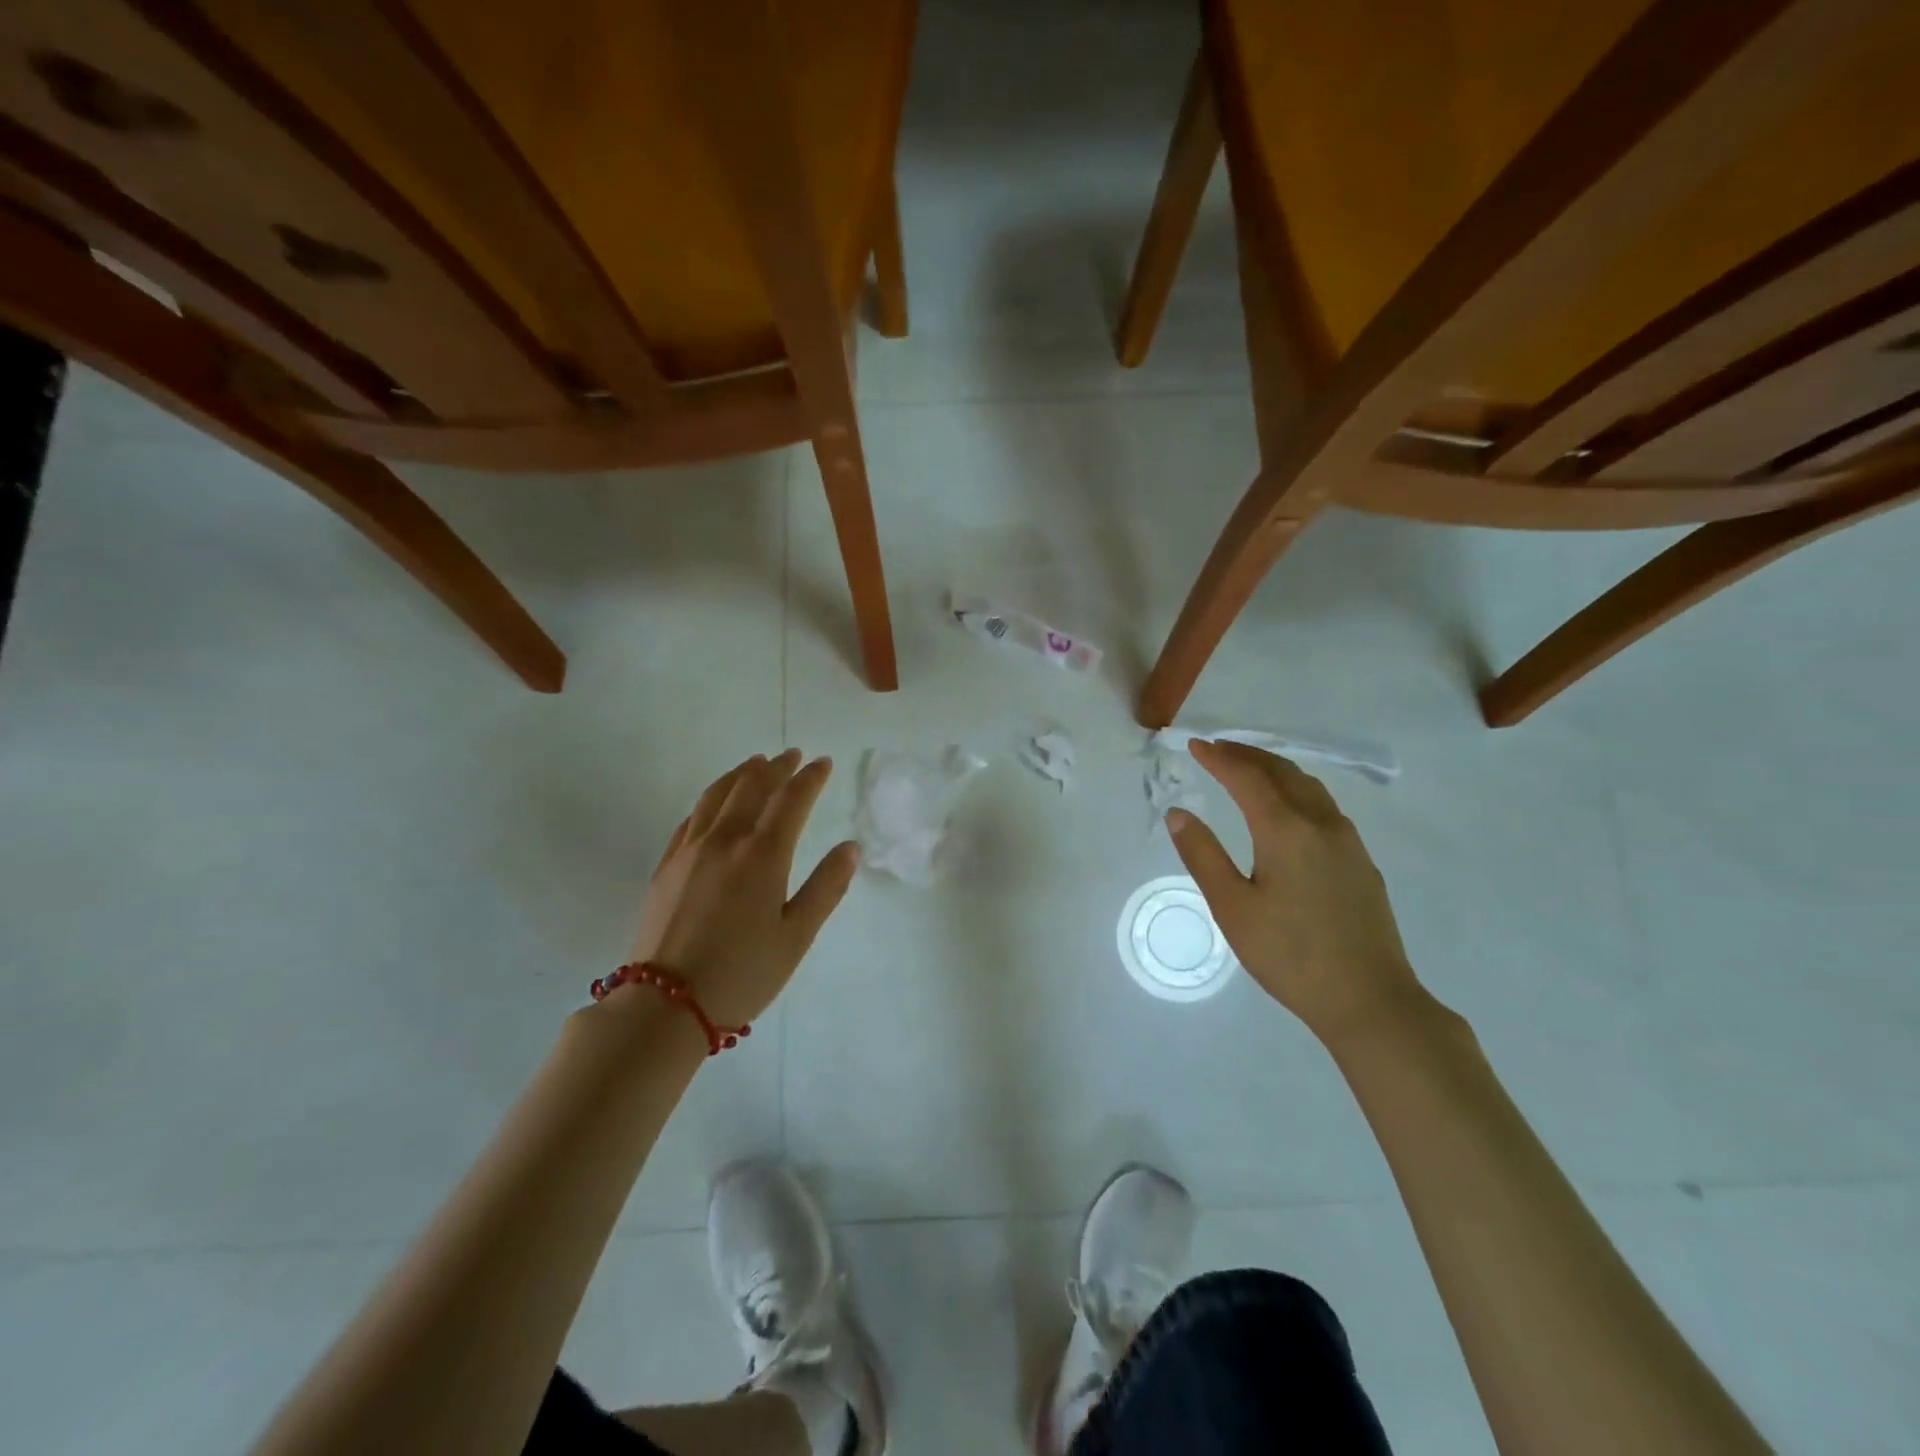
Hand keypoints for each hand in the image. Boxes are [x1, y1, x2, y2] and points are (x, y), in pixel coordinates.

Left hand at [624, 749, 859, 1025]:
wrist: (664, 1006)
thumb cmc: (742, 973)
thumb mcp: (797, 936)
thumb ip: (826, 887)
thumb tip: (851, 847)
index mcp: (762, 855)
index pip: (791, 800)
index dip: (810, 778)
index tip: (823, 763)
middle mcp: (724, 841)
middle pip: (752, 788)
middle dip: (775, 767)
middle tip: (791, 755)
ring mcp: (690, 851)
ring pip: (716, 796)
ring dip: (740, 775)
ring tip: (754, 764)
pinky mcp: (666, 867)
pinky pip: (690, 818)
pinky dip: (709, 800)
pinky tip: (713, 804)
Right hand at [1166, 740, 1428, 1045]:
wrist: (1369, 1000)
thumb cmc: (1289, 955)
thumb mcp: (1232, 907)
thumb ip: (1202, 854)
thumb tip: (1178, 813)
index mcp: (1286, 829)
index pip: (1247, 777)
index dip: (1219, 758)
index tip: (1194, 744)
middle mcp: (1321, 823)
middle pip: (1282, 772)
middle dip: (1247, 755)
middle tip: (1217, 749)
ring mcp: (1348, 842)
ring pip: (1309, 786)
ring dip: (1275, 769)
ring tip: (1248, 769)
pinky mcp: (1361, 862)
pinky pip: (1324, 806)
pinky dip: (1296, 790)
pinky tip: (1287, 809)